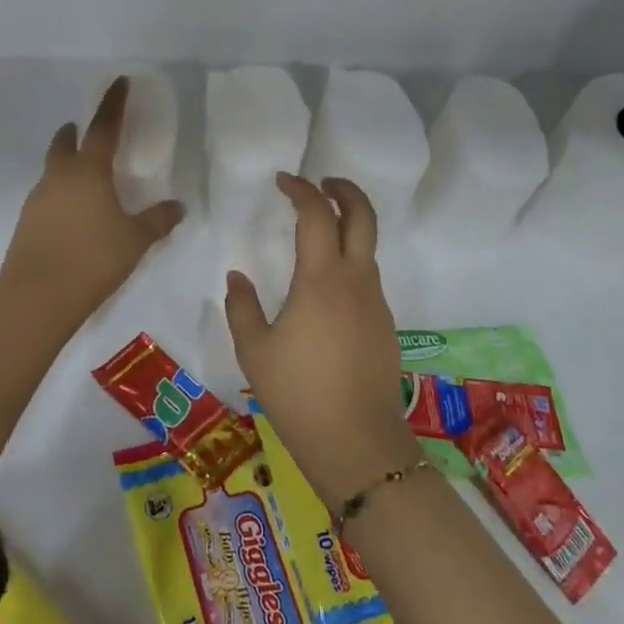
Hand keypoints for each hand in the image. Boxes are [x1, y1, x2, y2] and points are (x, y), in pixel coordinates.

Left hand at [0, 77, 183, 325]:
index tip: (120, 82)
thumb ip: (157, 220)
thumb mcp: (135, 240)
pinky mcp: (27, 223)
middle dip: (75, 133)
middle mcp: (59, 178)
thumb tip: (178, 206)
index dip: (114, 104)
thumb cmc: (93, 259)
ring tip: (85, 177)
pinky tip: (73, 214)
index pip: (103, 128)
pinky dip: (60, 194)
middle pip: (64, 144)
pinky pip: (47, 196)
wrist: (37, 297)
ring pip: (52, 171)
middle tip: (84, 129)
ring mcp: (38, 200)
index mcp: (88, 171)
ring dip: (66, 164)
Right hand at [225, 174, 417, 511]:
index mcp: (322, 280)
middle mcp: (356, 281)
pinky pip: (367, 279)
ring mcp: (376, 303)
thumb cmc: (297, 393)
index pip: (317, 214)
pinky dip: (350, 263)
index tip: (283, 181)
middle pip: (363, 216)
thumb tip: (237, 276)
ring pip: (368, 248)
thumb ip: (242, 307)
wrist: (357, 442)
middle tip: (321, 183)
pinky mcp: (385, 325)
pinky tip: (325, 289)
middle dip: (345, 190)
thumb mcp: (254, 350)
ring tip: (317, 234)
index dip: (301, 190)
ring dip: (348, 227)